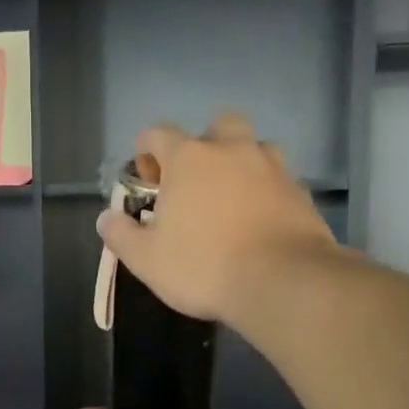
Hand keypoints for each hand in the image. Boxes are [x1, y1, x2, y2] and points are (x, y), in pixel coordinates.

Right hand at [97, 112, 336, 328]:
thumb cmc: (205, 267)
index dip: (147, 154)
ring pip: (255, 148)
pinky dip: (267, 192)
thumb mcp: (147, 260)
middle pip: (217, 126)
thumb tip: (107, 218)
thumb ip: (121, 235)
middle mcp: (232, 150)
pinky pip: (278, 180)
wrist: (282, 282)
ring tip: (233, 202)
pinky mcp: (301, 191)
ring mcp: (272, 167)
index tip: (149, 185)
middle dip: (204, 147)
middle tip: (197, 185)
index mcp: (189, 158)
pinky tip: (261, 222)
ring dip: (241, 165)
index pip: (158, 133)